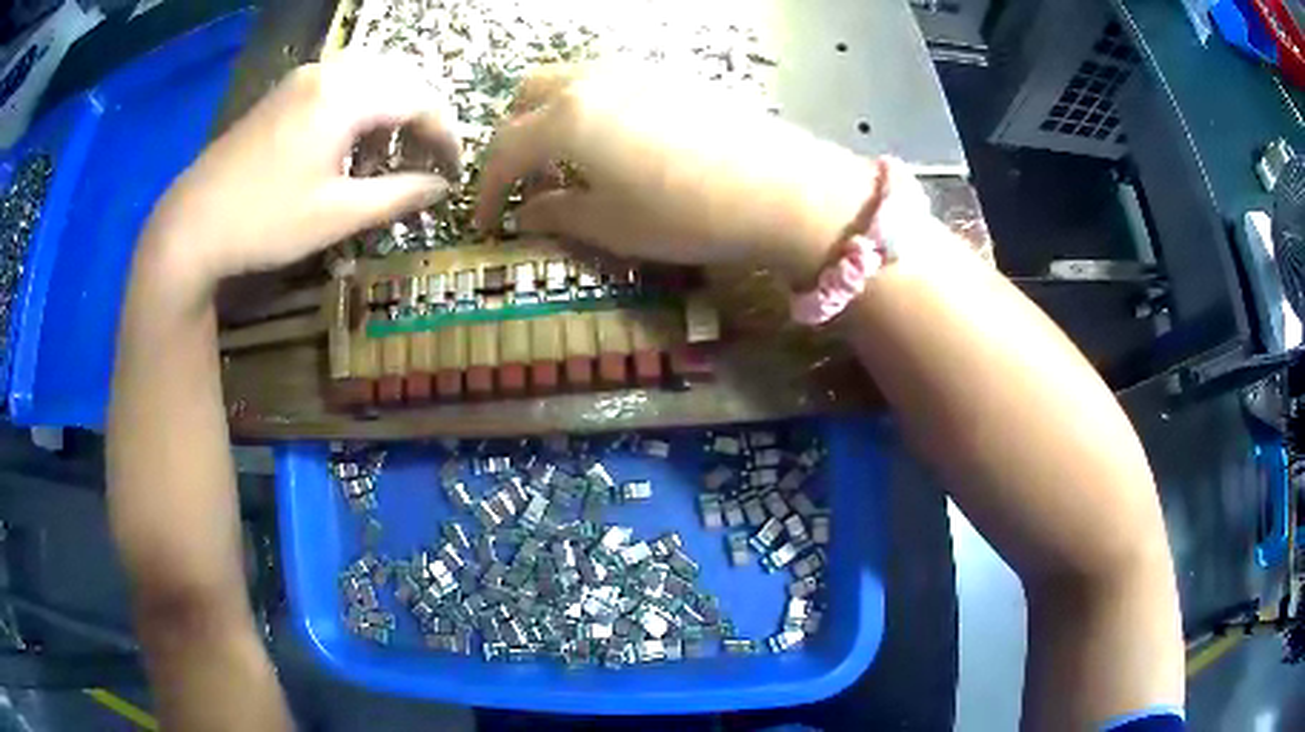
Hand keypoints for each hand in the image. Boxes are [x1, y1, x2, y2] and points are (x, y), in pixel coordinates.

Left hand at [143, 56, 459, 284]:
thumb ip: (399, 195)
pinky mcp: (286, 91)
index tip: (454, 172)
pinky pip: (342, 84)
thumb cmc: (265, 222)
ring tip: (386, 159)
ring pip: (372, 78)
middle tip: (425, 162)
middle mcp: (331, 71)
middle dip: (422, 118)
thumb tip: (441, 188)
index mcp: (347, 95)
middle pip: (401, 79)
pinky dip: (362, 109)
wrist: (191, 225)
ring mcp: (304, 77)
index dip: (446, 135)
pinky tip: (350, 147)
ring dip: (391, 112)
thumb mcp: (338, 215)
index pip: (421, 100)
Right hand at [475, 65, 877, 284]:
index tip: (486, 220)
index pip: (503, 149)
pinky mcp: (668, 74)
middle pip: (525, 97)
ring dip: (548, 116)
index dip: (487, 188)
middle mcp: (590, 81)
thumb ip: (557, 214)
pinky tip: (611, 142)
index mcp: (565, 119)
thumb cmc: (686, 214)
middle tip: (525, 181)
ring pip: (565, 81)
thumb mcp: (611, 226)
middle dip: (513, 138)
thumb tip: (526, 213)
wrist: (780, 188)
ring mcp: (632, 70)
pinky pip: (605, 80)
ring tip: (566, 161)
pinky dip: (586, 106)